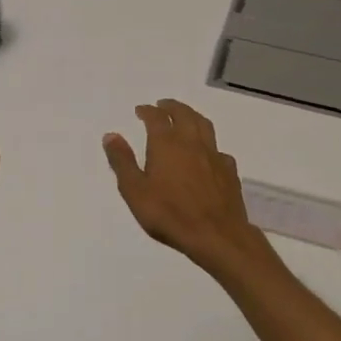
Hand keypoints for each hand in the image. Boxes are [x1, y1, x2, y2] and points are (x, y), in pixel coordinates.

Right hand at [103, 99, 270, 280]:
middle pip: (184, 114)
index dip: (147, 111)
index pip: (156, 117)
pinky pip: (219, 150)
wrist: (216, 236)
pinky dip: (209, 145)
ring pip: (204, 125)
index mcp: (166, 144)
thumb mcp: (135, 190)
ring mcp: (214, 156)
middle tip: (163, 105)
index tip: (141, 110)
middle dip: (172, 107)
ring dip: (192, 116)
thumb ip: (122, 161)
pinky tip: (208, 154)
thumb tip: (111, 135)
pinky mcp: (229, 172)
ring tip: (186, 117)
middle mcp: (191, 142)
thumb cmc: (169, 214)